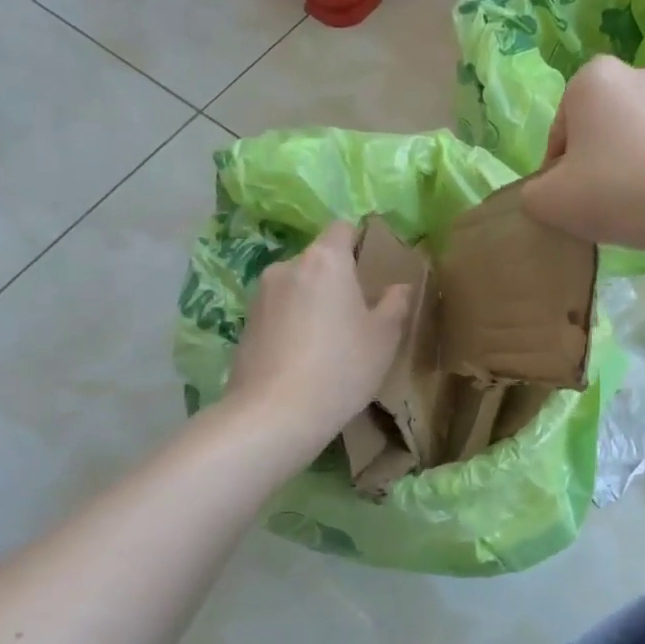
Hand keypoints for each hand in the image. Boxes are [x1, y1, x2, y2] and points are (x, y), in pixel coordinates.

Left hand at [225, 222, 410, 446]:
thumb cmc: (340, 367)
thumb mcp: (384, 338)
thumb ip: (395, 304)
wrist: (273, 415)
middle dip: (336, 278)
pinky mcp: (245, 325)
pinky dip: (292, 323)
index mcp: (325, 260)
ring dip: (312, 302)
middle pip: (318, 259)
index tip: (372, 269)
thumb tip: (399, 286)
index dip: (359, 241)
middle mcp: (287, 267)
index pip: (342, 228)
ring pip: (296, 286)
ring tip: (328, 340)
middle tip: (356, 313)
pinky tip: (303, 358)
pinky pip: (278, 312)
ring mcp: (260, 296)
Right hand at [521, 56, 644, 249]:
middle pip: (596, 133)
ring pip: (631, 143)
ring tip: (630, 210)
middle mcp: (636, 74)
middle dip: (593, 167)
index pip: (559, 135)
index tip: (570, 203)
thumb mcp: (549, 202)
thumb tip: (548, 192)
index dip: (557, 175)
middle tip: (597, 208)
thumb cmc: (617, 190)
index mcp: (591, 78)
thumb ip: (532, 194)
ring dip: (625, 171)